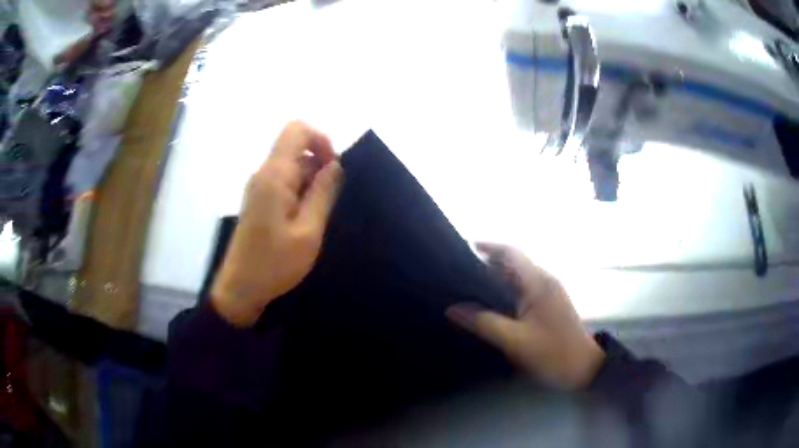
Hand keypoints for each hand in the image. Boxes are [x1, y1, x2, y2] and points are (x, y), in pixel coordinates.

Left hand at [211, 121, 342, 326]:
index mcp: (275, 175)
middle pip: (296, 147)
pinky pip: (284, 181)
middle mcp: (264, 173)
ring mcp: (259, 186)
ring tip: (317, 216)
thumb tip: (335, 164)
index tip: (333, 169)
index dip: (321, 140)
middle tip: (328, 201)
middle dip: (319, 165)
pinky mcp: (259, 199)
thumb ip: (323, 193)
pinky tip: (305, 219)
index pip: (297, 130)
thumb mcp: (308, 231)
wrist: (240, 288)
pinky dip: (300, 191)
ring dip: (311, 181)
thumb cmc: (275, 263)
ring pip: (292, 165)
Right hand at [446, 243, 604, 388]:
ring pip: (520, 277)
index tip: (465, 247)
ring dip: (498, 278)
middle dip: (489, 263)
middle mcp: (545, 281)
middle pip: (515, 263)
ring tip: (471, 288)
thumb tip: (453, 309)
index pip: (511, 253)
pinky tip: (494, 306)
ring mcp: (550, 293)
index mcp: (538, 282)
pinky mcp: (551, 305)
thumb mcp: (515, 340)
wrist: (584, 368)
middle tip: (461, 272)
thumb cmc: (552, 352)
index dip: (489, 246)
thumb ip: (484, 323)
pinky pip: (525, 290)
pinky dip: (507, 291)